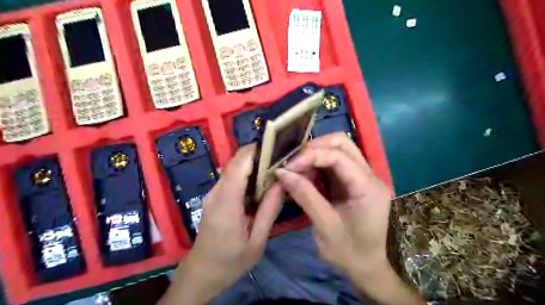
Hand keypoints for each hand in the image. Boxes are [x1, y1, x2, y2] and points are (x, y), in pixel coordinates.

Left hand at [160, 146, 282, 304]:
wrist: (201, 273)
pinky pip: (232, 178)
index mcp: (227, 202)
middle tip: (280, 159)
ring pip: (233, 168)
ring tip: (275, 168)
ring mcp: (214, 194)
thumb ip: (269, 210)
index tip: (276, 146)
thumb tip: (282, 182)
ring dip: (253, 164)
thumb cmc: (230, 261)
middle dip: (257, 154)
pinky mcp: (215, 197)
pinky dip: (247, 174)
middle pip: (235, 162)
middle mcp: (217, 192)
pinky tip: (261, 184)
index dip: (255, 150)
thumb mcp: (257, 240)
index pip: (239, 164)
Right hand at [274, 134, 422, 302]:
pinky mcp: (354, 182)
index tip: (287, 167)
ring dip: (315, 154)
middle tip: (293, 162)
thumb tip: (281, 173)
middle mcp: (369, 176)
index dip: (310, 156)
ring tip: (296, 168)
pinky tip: (305, 174)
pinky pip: (335, 163)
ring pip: (339, 149)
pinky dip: (318, 164)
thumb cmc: (349, 252)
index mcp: (367, 187)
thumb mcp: (325, 226)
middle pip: (342, 143)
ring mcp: (363, 177)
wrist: (368, 268)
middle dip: (314, 148)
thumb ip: (305, 195)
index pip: (339, 156)